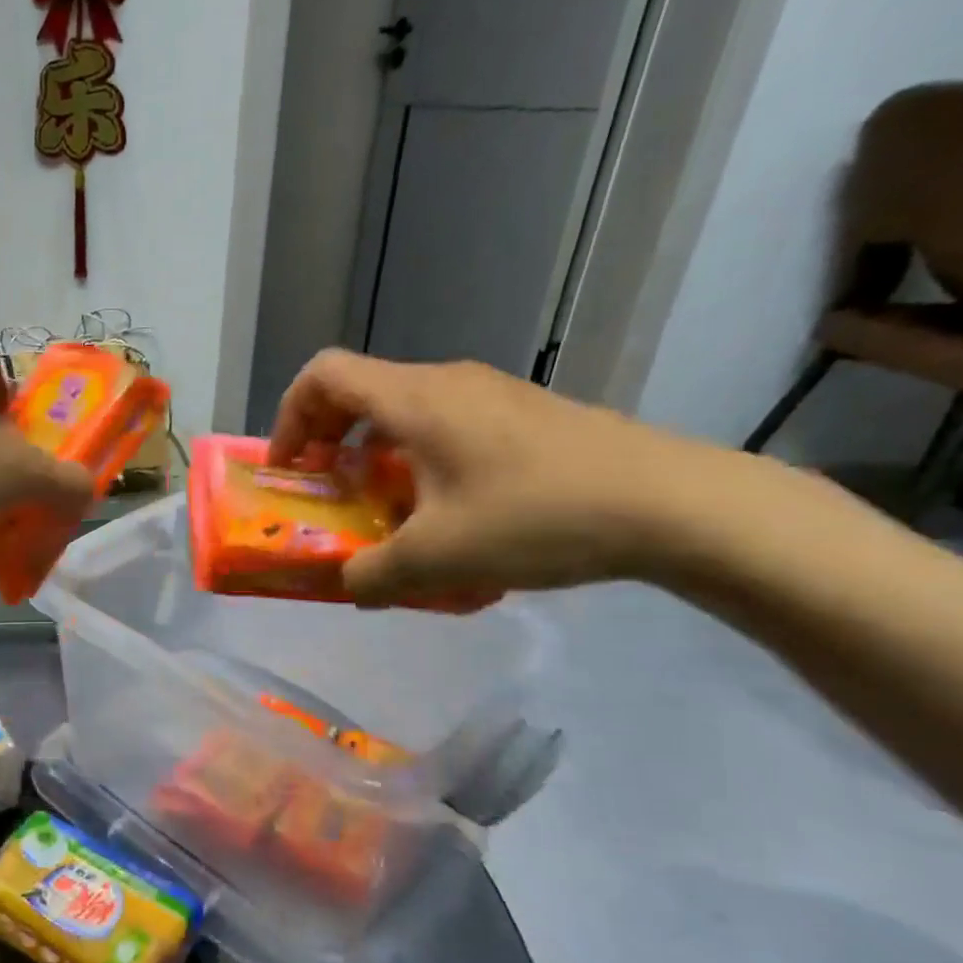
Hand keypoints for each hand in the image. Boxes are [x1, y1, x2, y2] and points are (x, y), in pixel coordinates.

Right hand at [270, 349, 728, 603]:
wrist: (673, 504)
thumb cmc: (536, 517)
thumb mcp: (436, 560)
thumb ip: (370, 577)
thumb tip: (350, 585)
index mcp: (414, 400)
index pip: (323, 376)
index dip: (289, 418)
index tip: (291, 471)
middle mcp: (447, 383)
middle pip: (361, 393)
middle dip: (329, 444)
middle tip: (329, 496)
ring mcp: (492, 397)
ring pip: (406, 415)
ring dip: (378, 460)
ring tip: (388, 516)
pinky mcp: (526, 418)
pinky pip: (449, 431)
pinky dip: (422, 466)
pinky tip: (450, 520)